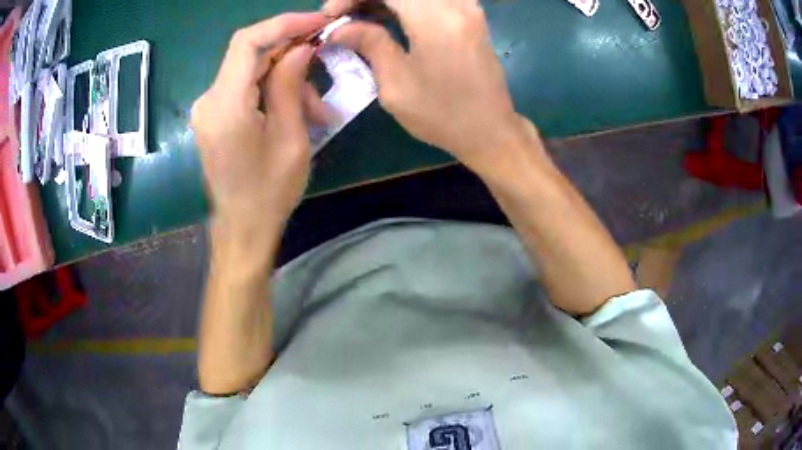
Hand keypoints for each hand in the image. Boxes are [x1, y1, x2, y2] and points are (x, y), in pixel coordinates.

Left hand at [191, 13, 328, 238]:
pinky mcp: (215, 115)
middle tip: (325, 59)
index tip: (318, 21)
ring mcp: (209, 107)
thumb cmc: (270, 192)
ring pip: (251, 70)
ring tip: (318, 107)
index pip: (248, 42)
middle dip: (291, 50)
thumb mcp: (291, 137)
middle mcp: (209, 100)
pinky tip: (296, 109)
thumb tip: (301, 47)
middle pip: (249, 53)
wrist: (242, 228)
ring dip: (286, 76)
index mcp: (226, 105)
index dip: (284, 23)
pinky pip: (245, 87)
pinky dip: (272, 88)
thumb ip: (291, 85)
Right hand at [326, 0, 532, 173]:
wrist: (491, 130)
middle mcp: (455, 4)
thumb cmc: (442, 115)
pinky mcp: (471, 13)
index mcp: (435, 19)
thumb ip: (369, 44)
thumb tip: (340, 28)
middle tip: (344, 15)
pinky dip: (405, 2)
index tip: (331, 15)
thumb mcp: (396, 85)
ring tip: (362, 16)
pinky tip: (388, 14)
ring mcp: (468, 6)